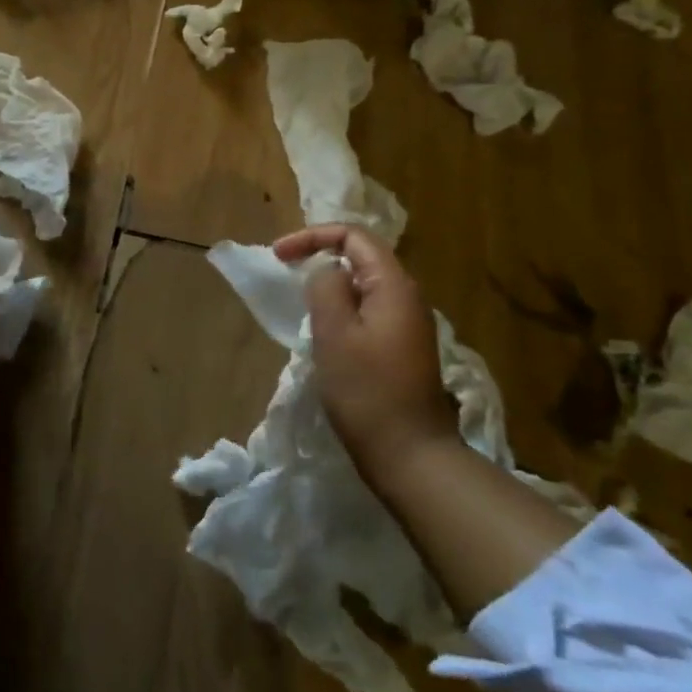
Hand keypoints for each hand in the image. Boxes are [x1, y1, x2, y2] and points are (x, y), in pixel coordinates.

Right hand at [273, 225, 462, 489]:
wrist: (412, 455)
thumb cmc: (367, 392)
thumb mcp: (335, 334)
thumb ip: (326, 288)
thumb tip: (327, 269)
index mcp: (394, 286)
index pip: (354, 236)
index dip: (313, 236)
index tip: (279, 255)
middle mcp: (408, 297)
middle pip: (363, 256)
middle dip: (321, 256)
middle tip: (287, 272)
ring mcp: (409, 325)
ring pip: (365, 286)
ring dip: (331, 285)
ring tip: (302, 302)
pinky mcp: (404, 349)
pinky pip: (370, 311)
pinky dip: (343, 309)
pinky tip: (326, 333)